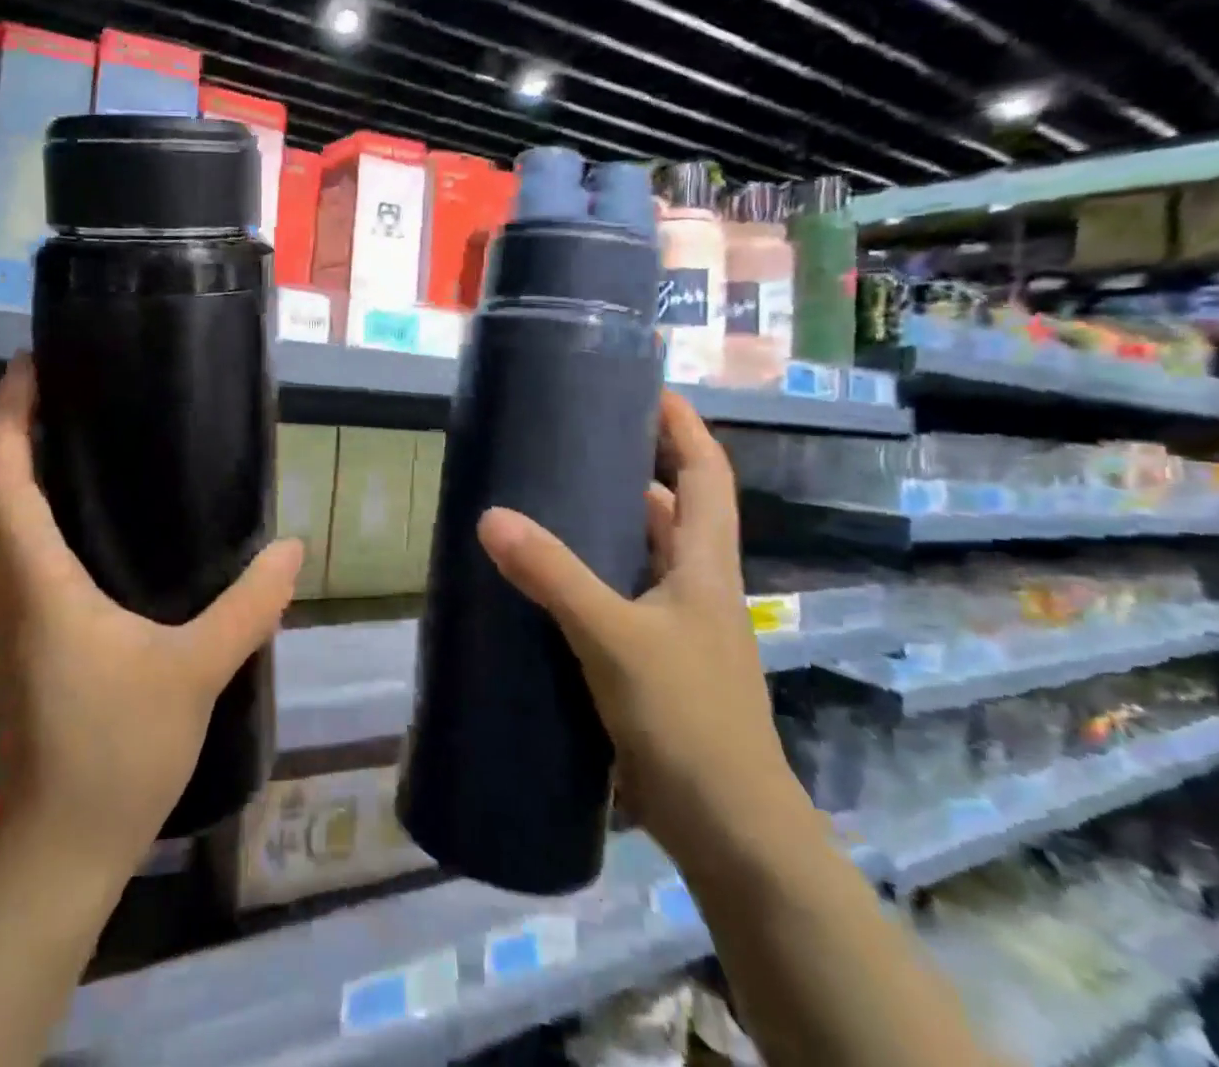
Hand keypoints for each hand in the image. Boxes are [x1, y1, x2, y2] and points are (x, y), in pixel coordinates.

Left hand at [0, 353, 301, 878]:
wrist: (59, 851)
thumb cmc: (116, 751)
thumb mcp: (196, 672)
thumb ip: (248, 606)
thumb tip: (291, 548)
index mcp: (38, 585)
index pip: (0, 481)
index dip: (5, 416)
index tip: (27, 367)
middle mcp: (9, 594)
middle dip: (4, 440)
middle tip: (54, 403)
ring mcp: (6, 625)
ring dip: (11, 482)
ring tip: (71, 451)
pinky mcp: (19, 650)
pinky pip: (10, 564)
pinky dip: (27, 525)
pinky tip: (82, 534)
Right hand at [476, 391, 810, 868]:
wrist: (728, 831)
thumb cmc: (688, 719)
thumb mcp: (615, 637)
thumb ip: (552, 575)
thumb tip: (489, 516)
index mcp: (705, 565)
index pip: (706, 474)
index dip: (683, 426)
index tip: (646, 388)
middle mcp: (695, 586)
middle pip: (671, 508)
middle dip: (632, 467)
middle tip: (572, 441)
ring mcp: (675, 627)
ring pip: (640, 555)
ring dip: (605, 525)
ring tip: (547, 497)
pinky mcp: (651, 662)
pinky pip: (617, 597)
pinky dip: (587, 577)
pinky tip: (543, 579)